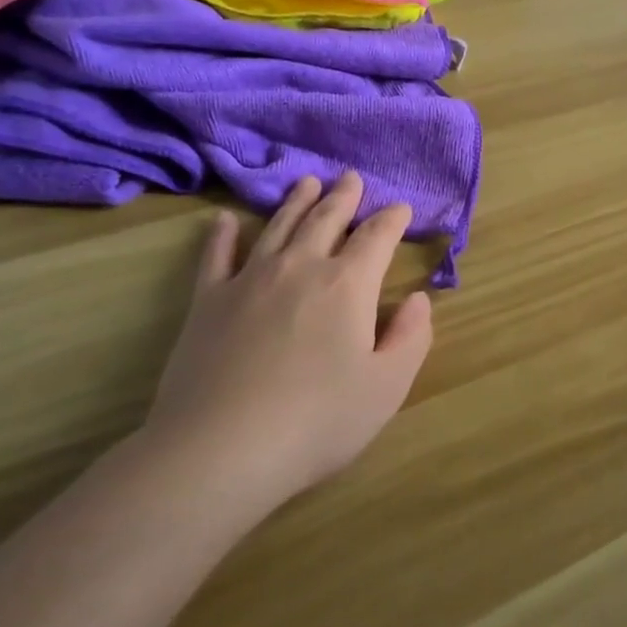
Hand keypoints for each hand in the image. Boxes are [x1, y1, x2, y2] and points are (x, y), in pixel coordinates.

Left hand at [145, 172, 432, 508]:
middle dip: (344, 197)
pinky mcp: (208, 302)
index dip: (392, 220)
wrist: (222, 449)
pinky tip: (226, 220)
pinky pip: (216, 256)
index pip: (376, 238)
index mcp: (348, 285)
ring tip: (307, 182)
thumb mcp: (387, 387)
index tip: (401, 208)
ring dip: (296, 202)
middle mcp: (300, 268)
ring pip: (278, 227)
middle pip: (326, 220)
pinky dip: (223, 234)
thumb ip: (411, 337)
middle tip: (351, 177)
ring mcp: (249, 280)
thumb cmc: (318, 421)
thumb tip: (418, 299)